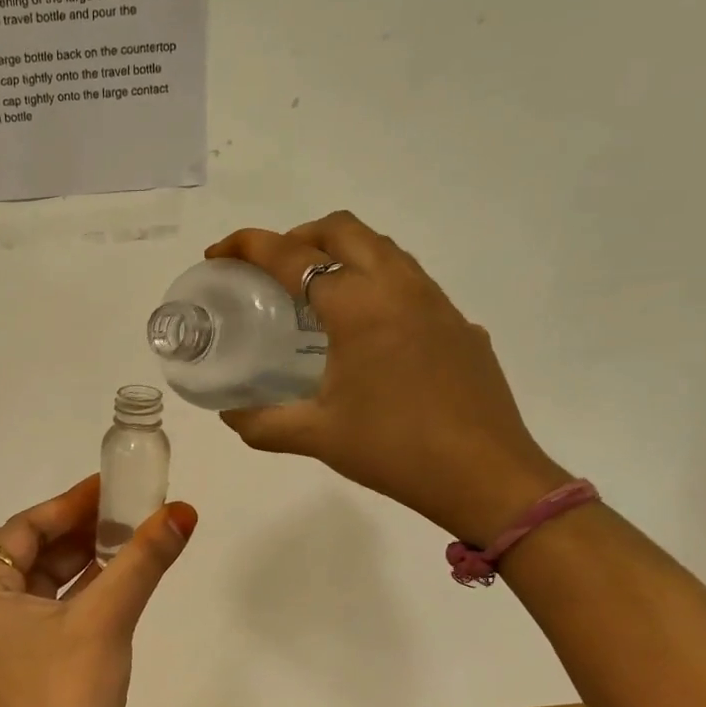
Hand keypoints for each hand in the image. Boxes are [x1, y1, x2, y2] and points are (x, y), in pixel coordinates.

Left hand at [0, 475, 196, 706]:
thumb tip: (182, 511)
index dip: (67, 504)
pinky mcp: (20, 671)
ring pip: (41, 586)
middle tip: (124, 511)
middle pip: (30, 555)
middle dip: (77, 532)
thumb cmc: (69, 696)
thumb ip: (142, 560)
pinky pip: (48, 616)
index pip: (22, 529)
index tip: (107, 488)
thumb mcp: (107, 618)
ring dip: (82, 563)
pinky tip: (115, 585)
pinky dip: (79, 597)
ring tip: (126, 540)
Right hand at [207, 211, 565, 545]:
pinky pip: (409, 281)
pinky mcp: (458, 324)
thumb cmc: (394, 450)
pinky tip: (364, 333)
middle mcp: (399, 288)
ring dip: (340, 253)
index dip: (248, 246)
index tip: (218, 254)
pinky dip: (374, 283)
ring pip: (382, 249)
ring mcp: (437, 303)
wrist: (486, 476)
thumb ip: (262, 423)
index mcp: (359, 307)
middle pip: (343, 229)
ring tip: (313, 294)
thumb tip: (229, 413)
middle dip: (297, 236)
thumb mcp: (316, 437)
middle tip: (269, 270)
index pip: (293, 256)